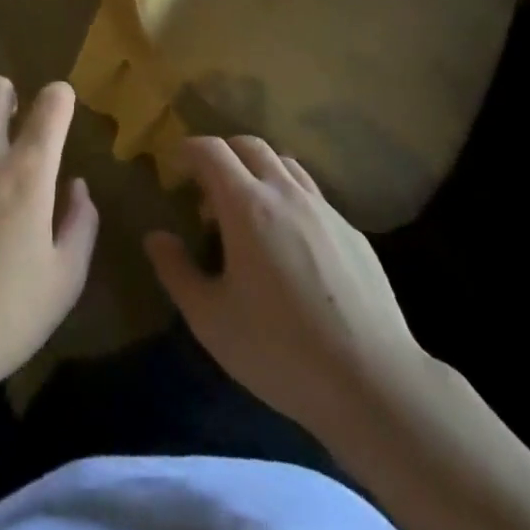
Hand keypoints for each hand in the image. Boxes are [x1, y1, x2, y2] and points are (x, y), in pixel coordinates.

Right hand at [144, 135, 427, 437]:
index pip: (211, 150)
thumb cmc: (280, 350)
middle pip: (249, 144)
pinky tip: (290, 243)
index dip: (188, 150)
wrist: (374, 384)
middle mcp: (285, 193)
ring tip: (249, 210)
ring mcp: (324, 209)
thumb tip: (156, 237)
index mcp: (247, 205)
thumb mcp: (210, 320)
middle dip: (223, 154)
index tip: (175, 168)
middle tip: (208, 190)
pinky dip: (289, 198)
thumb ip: (176, 271)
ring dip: (259, 171)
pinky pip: (312, 195)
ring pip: (285, 163)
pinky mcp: (353, 233)